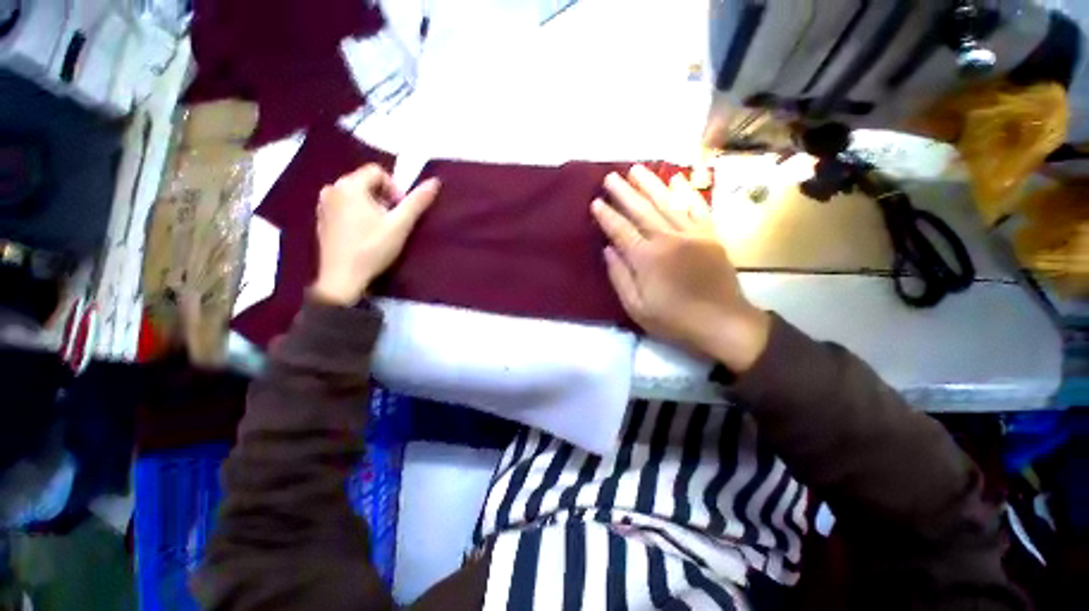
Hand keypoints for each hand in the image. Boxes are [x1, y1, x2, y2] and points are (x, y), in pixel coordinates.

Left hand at [311, 165, 440, 305]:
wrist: (343, 277)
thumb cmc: (373, 248)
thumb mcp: (400, 225)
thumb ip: (417, 202)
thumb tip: (435, 181)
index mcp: (349, 185)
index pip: (377, 171)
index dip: (394, 188)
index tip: (400, 211)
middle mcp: (332, 188)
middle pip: (365, 182)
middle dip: (383, 197)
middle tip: (392, 221)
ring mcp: (323, 204)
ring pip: (355, 194)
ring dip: (371, 205)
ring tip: (379, 228)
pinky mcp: (321, 219)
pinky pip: (344, 206)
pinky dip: (357, 213)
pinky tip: (364, 234)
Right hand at [592, 165, 769, 372]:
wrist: (722, 322)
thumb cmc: (674, 319)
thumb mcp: (636, 307)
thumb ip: (620, 277)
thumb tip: (607, 250)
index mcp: (646, 258)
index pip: (621, 230)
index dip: (606, 215)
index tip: (595, 202)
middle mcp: (667, 239)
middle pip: (641, 210)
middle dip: (624, 192)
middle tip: (610, 177)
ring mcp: (691, 233)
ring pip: (666, 202)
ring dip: (650, 184)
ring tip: (636, 169)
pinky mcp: (710, 235)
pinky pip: (697, 206)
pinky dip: (686, 191)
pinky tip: (677, 178)